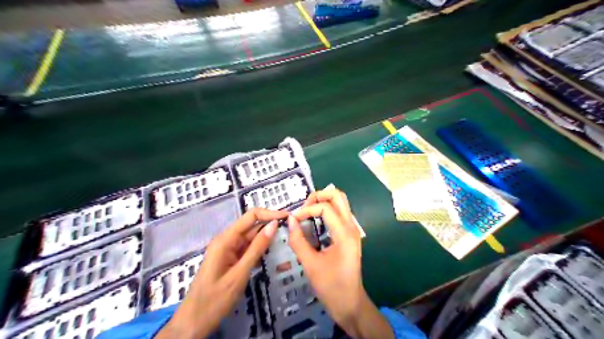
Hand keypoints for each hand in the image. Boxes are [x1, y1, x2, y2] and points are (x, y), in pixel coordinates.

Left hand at [156, 208, 287, 336]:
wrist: (194, 323)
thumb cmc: (215, 299)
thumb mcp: (240, 273)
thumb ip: (257, 248)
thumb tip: (274, 224)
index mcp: (225, 239)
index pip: (251, 216)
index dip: (269, 214)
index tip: (287, 217)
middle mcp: (227, 240)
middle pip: (252, 226)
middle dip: (270, 225)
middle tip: (291, 230)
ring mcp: (228, 250)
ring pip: (251, 238)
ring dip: (267, 238)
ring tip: (286, 240)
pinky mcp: (231, 260)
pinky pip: (248, 249)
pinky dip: (260, 250)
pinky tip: (273, 252)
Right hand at [289, 187, 396, 338]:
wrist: (350, 304)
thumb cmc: (331, 287)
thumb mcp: (311, 265)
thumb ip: (298, 241)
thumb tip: (290, 220)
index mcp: (344, 234)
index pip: (325, 208)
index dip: (307, 209)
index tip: (294, 220)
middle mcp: (351, 227)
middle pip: (338, 196)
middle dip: (319, 196)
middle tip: (303, 208)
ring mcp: (352, 229)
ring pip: (340, 202)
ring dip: (323, 201)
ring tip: (307, 212)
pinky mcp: (349, 234)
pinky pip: (340, 212)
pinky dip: (327, 209)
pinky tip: (314, 220)